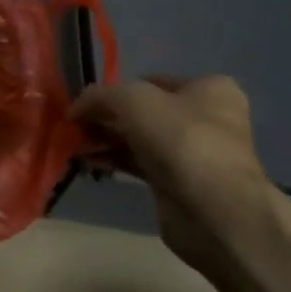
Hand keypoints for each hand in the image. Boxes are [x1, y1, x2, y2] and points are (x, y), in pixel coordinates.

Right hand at [70, 75, 280, 270]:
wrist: (214, 210)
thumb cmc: (181, 139)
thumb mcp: (132, 100)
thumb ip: (99, 96)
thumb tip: (76, 108)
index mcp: (209, 90)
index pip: (153, 81)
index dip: (118, 89)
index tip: (90, 103)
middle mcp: (205, 119)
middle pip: (142, 112)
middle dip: (107, 118)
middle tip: (77, 126)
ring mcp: (193, 154)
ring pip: (138, 139)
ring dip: (105, 140)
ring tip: (76, 146)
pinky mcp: (178, 183)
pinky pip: (138, 164)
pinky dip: (114, 160)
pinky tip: (89, 162)